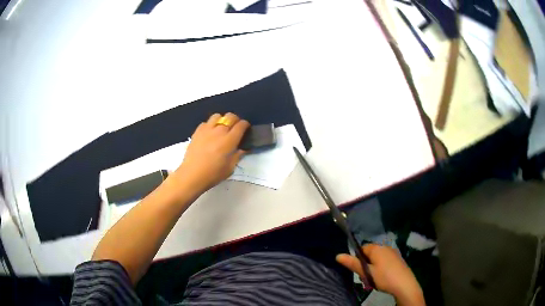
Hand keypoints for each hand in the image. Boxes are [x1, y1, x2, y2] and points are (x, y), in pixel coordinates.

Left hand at [173, 113, 249, 194]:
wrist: (192, 175)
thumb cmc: (213, 174)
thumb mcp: (230, 167)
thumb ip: (237, 155)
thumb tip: (243, 149)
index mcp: (230, 140)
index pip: (241, 125)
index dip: (245, 125)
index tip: (246, 129)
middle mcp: (219, 131)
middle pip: (230, 116)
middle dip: (235, 120)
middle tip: (235, 128)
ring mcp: (207, 129)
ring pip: (217, 116)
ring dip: (221, 120)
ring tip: (221, 128)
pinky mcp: (197, 132)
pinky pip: (205, 123)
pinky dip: (210, 125)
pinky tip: (209, 133)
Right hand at [336, 244, 424, 305]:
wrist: (405, 285)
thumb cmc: (384, 278)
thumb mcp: (367, 273)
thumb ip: (353, 264)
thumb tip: (338, 255)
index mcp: (377, 248)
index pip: (362, 248)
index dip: (358, 258)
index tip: (359, 270)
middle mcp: (386, 247)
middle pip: (370, 253)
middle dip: (366, 263)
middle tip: (366, 276)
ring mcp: (393, 253)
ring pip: (378, 257)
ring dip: (373, 266)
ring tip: (374, 278)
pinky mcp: (398, 259)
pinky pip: (385, 260)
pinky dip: (381, 267)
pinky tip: (383, 277)